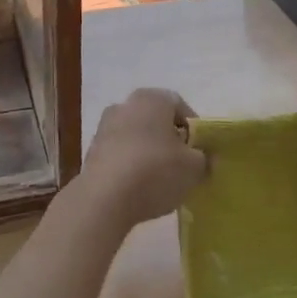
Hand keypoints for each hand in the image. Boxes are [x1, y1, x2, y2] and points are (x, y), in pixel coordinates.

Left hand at [76, 88, 207, 228]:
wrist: (103, 199)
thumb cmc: (155, 171)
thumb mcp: (194, 168)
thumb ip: (204, 159)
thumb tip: (203, 158)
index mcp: (152, 98)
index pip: (180, 105)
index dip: (194, 129)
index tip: (200, 152)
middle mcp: (125, 104)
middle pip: (156, 120)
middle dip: (170, 141)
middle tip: (183, 165)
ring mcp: (104, 127)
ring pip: (137, 137)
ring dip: (150, 154)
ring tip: (161, 181)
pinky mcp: (92, 152)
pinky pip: (121, 154)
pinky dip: (131, 166)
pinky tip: (139, 189)